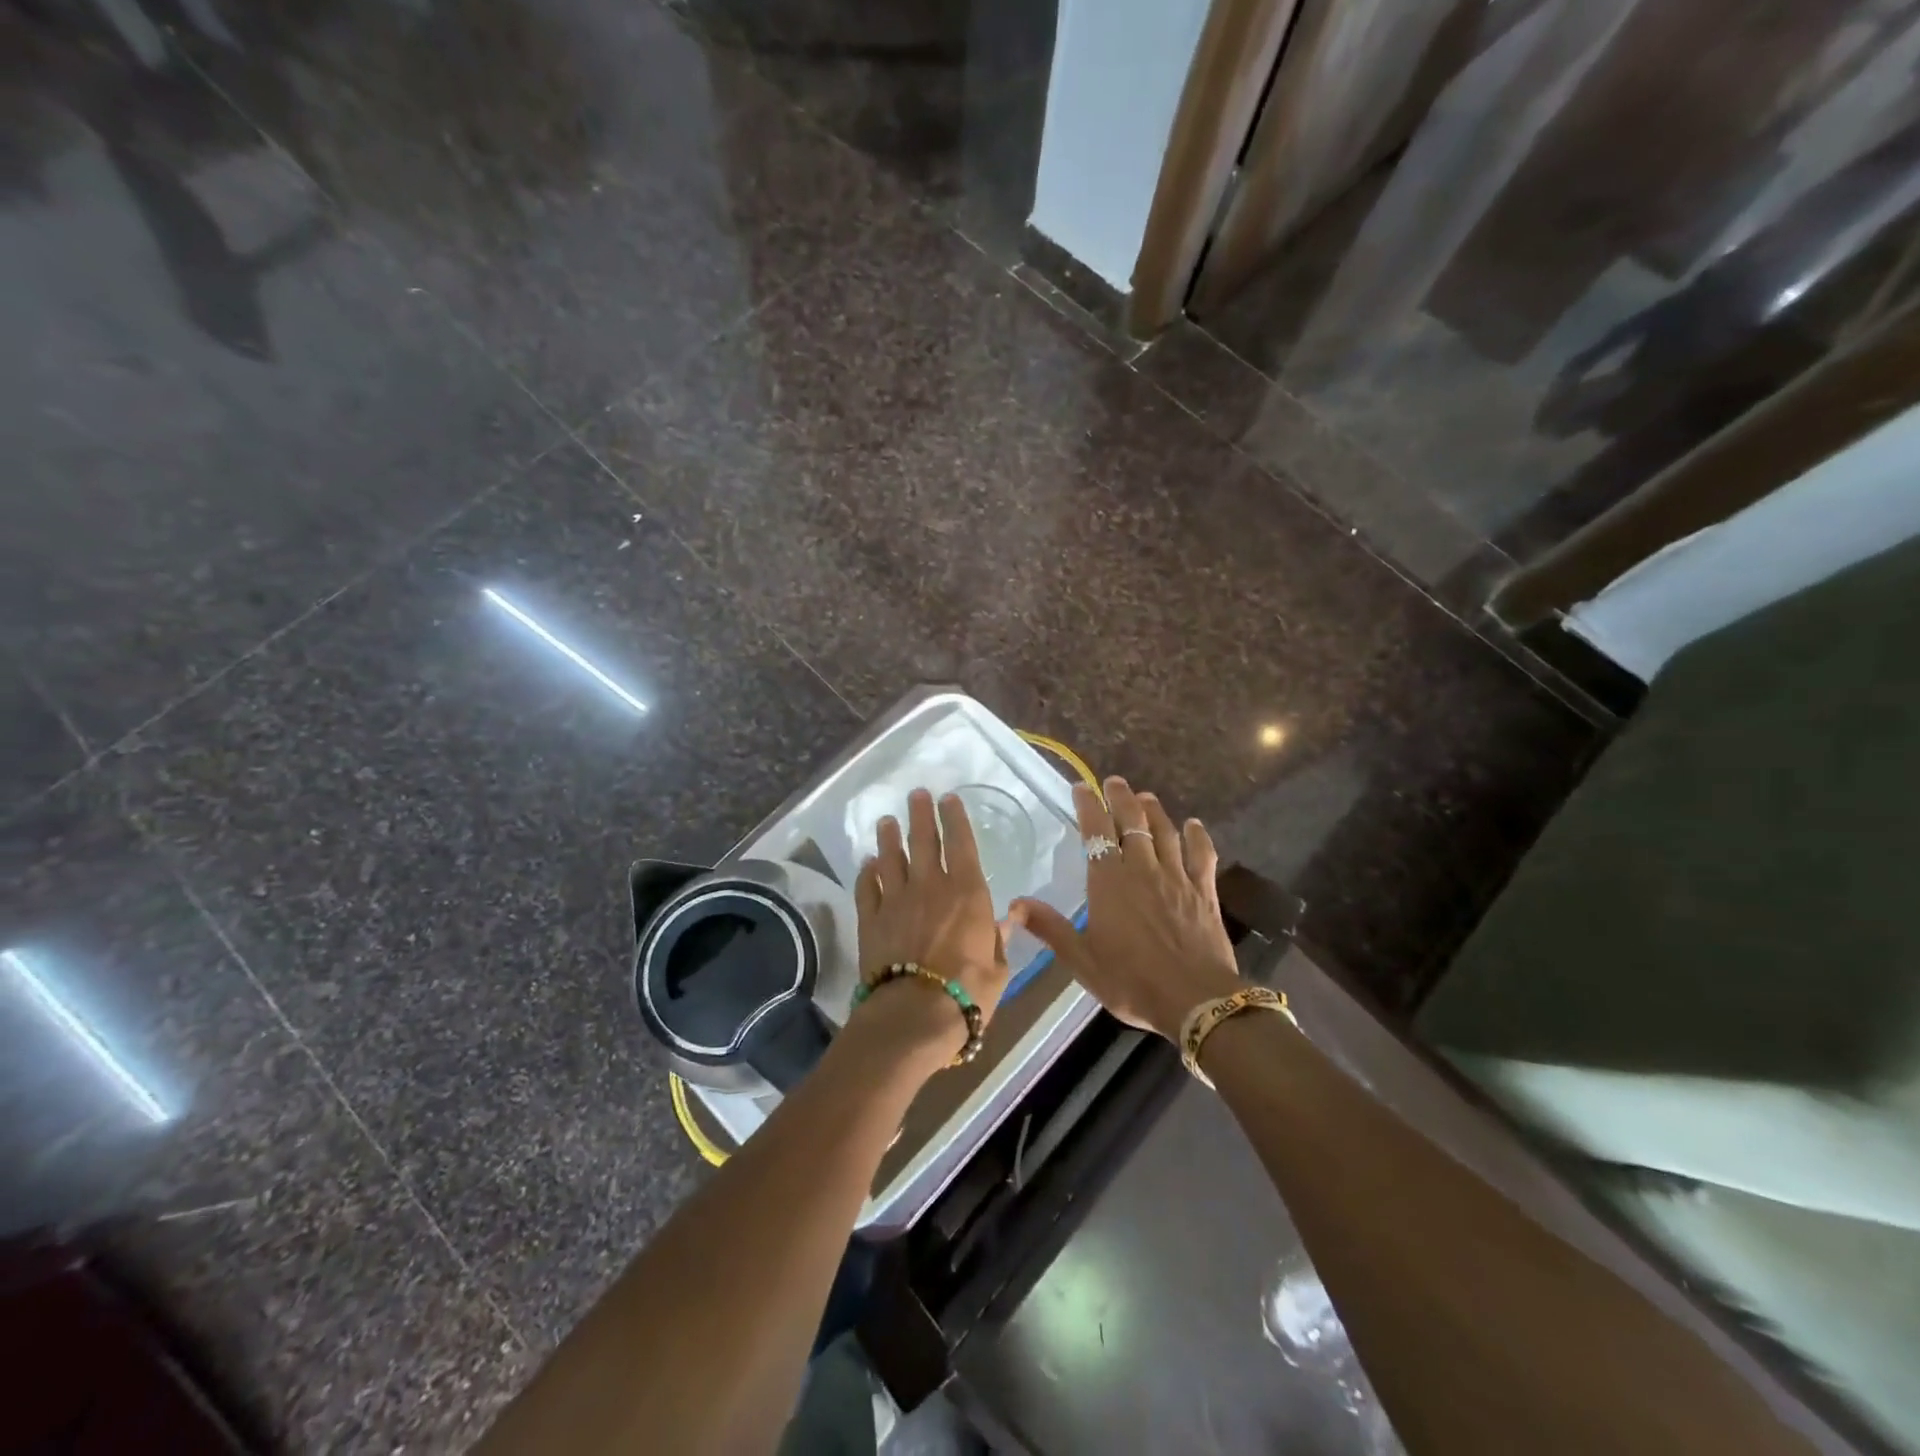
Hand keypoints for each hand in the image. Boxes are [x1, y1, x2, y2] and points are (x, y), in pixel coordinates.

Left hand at [851, 789, 1011, 1063]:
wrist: (913, 1016)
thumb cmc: (967, 993)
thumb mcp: (998, 968)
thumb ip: (1000, 938)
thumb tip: (1010, 917)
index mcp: (967, 893)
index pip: (962, 844)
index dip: (955, 818)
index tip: (949, 798)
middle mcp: (930, 886)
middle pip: (924, 840)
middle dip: (921, 814)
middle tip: (917, 794)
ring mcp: (896, 900)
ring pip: (891, 858)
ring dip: (889, 837)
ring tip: (887, 821)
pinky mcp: (870, 919)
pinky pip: (867, 888)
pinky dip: (867, 873)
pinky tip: (867, 864)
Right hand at [1013, 777, 1239, 1040]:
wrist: (1195, 1000)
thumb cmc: (1131, 981)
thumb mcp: (1082, 960)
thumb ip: (1050, 928)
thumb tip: (1014, 904)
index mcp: (1109, 882)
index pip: (1095, 832)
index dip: (1088, 806)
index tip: (1081, 787)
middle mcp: (1142, 869)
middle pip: (1132, 822)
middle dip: (1121, 798)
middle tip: (1114, 781)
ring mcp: (1176, 877)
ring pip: (1165, 832)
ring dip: (1154, 810)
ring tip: (1145, 796)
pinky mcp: (1204, 891)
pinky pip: (1201, 855)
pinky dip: (1197, 836)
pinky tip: (1193, 825)